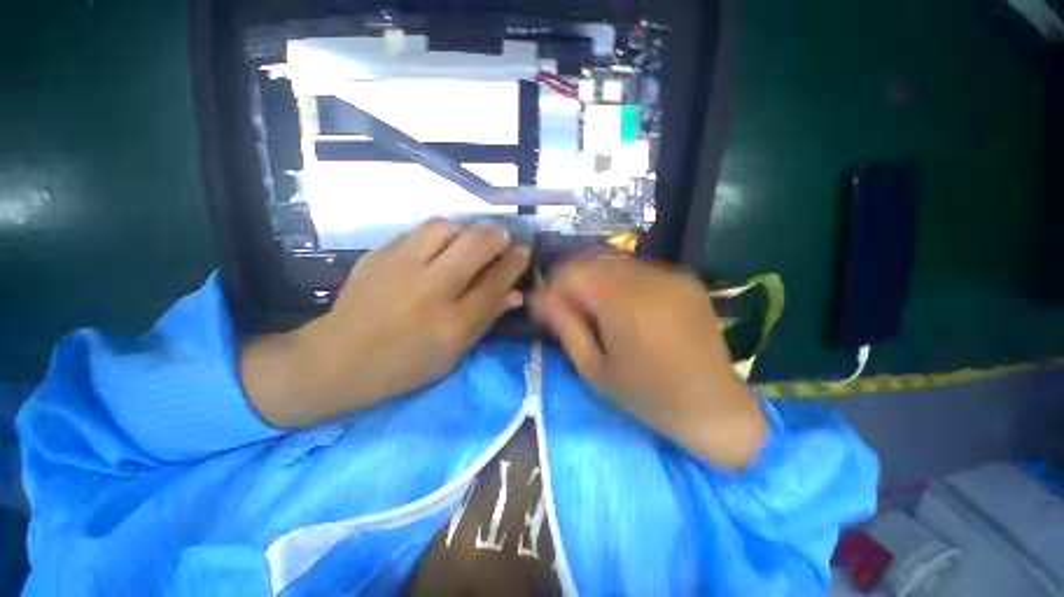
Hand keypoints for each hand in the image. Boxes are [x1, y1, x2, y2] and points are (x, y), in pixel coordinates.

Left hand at [242, 219, 529, 427]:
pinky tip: (438, 246)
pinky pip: (417, 231)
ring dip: (465, 230)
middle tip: (502, 240)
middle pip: (475, 245)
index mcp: (452, 324)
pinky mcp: (378, 255)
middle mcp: (430, 290)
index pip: (495, 282)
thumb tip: (516, 293)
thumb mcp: (455, 352)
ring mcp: (400, 268)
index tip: (524, 251)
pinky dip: (437, 234)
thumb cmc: (406, 364)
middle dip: (497, 236)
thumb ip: (487, 318)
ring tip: (469, 241)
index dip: (515, 262)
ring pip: (445, 227)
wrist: (338, 359)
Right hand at [536, 258, 765, 469]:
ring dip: (598, 283)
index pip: (573, 272)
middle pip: (594, 264)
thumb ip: (566, 327)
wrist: (713, 404)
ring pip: (616, 264)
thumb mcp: (594, 369)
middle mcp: (649, 278)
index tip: (550, 310)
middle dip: (575, 284)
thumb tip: (542, 299)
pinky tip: (627, 309)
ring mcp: (671, 274)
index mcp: (624, 302)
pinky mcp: (685, 279)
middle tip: (573, 313)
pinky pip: (640, 271)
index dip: (555, 288)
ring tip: (599, 312)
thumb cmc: (647, 394)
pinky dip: (623, 283)